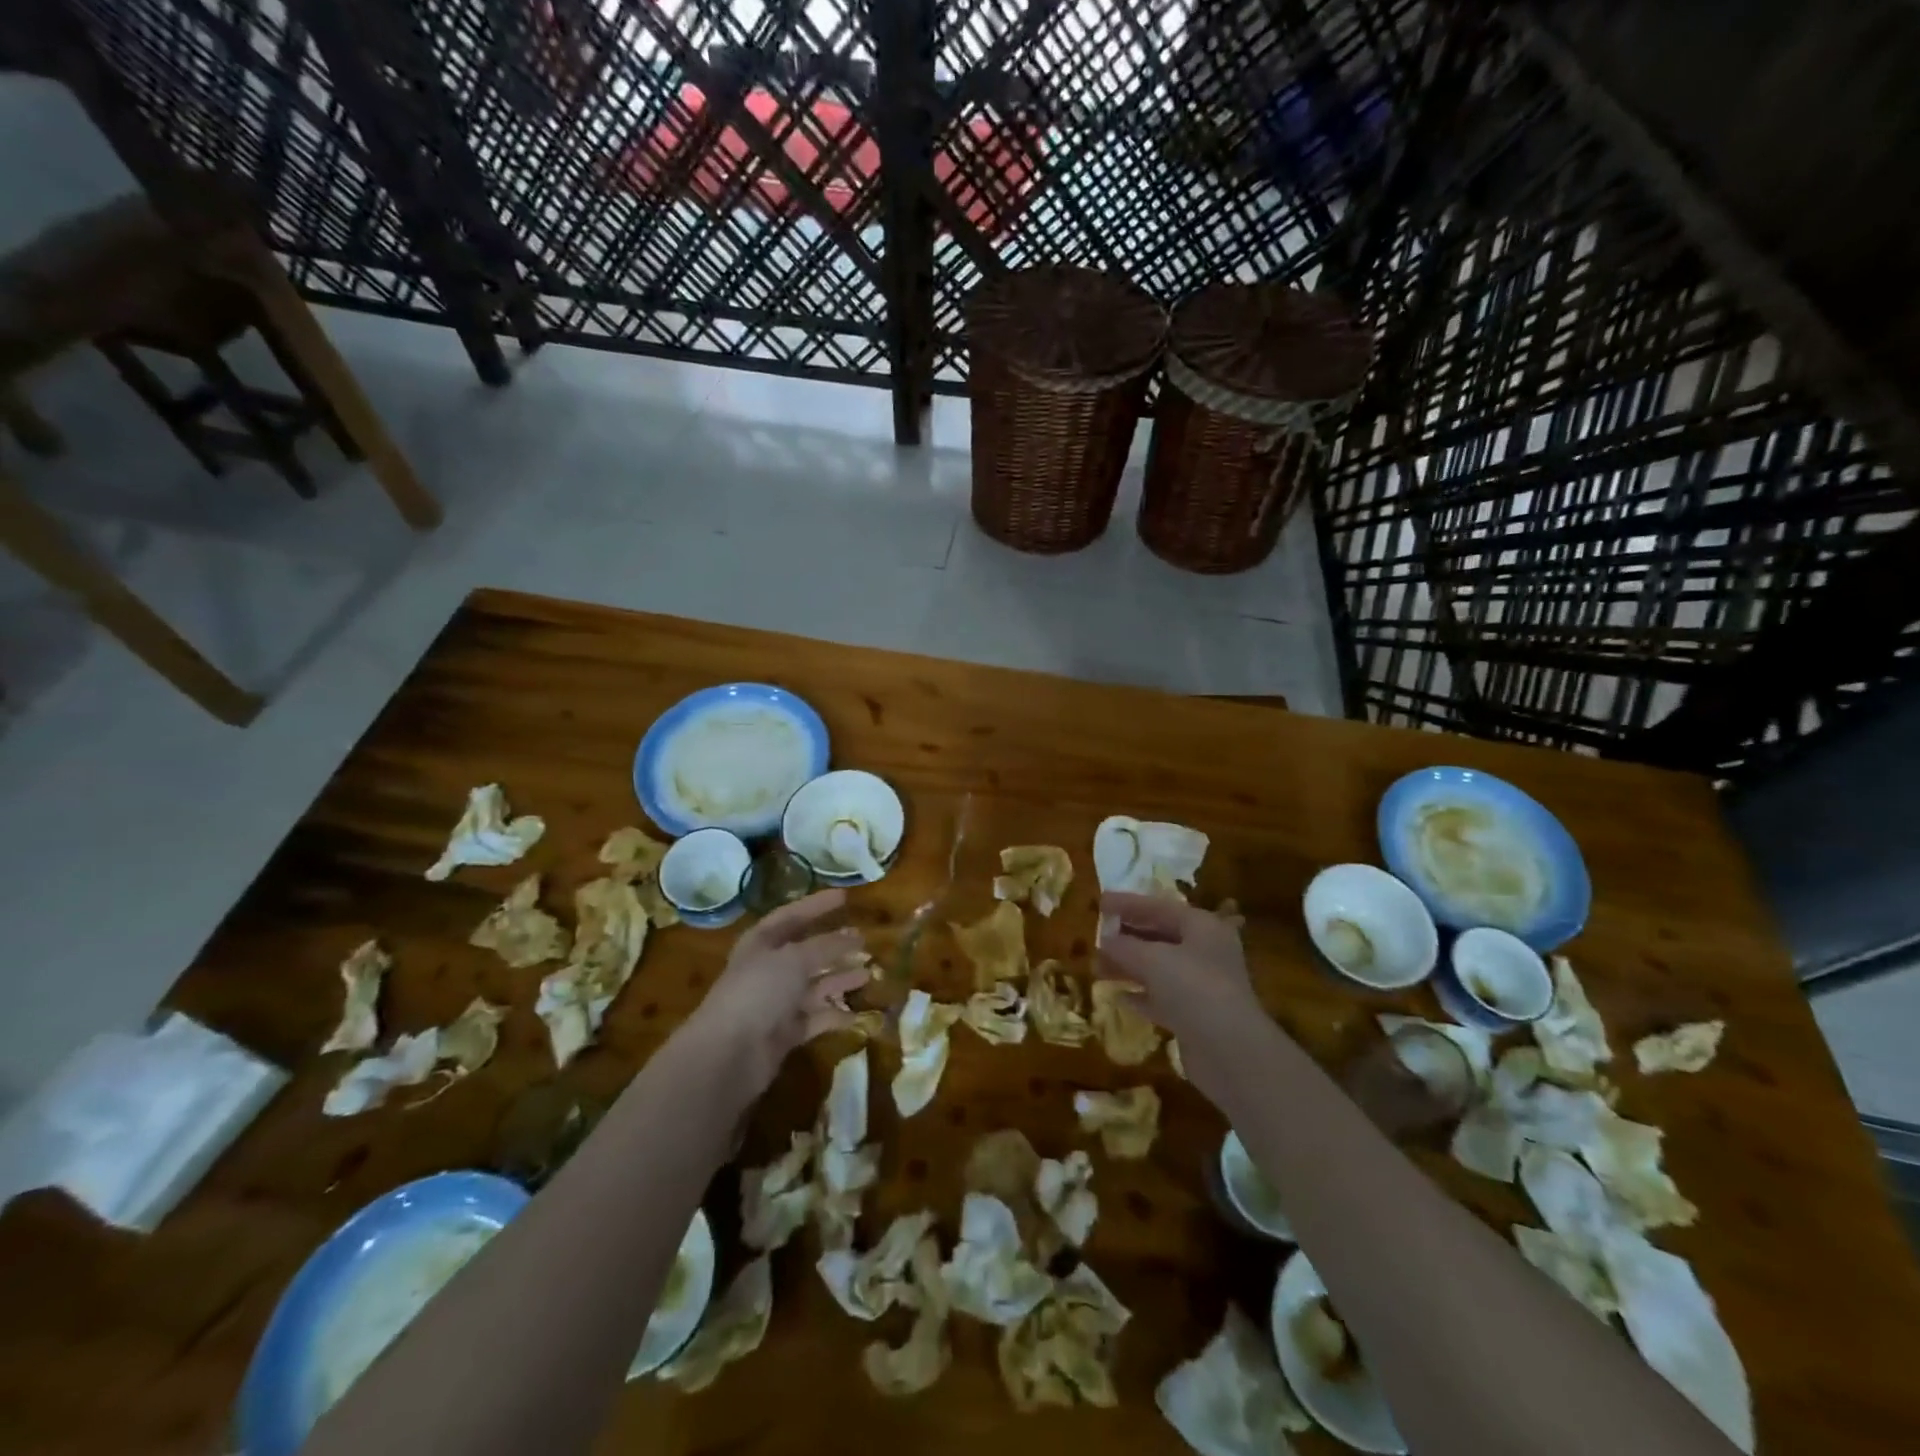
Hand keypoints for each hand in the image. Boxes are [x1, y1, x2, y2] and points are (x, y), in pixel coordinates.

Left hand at [687, 890, 868, 1091]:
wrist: (729, 1053)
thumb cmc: (759, 991)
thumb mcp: (794, 959)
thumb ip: (827, 946)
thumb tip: (855, 936)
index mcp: (761, 942)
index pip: (792, 915)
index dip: (817, 905)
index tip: (845, 896)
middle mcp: (768, 969)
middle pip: (807, 952)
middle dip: (835, 946)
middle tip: (864, 940)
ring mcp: (777, 1002)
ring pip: (815, 985)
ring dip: (840, 978)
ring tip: (869, 972)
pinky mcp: (786, 1032)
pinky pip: (817, 1017)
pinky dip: (836, 1014)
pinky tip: (859, 1012)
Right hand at [1095, 891, 1260, 1047]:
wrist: (1230, 1051)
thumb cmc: (1193, 988)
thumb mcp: (1152, 959)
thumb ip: (1124, 946)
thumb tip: (1105, 941)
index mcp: (1202, 927)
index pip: (1159, 907)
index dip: (1128, 904)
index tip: (1100, 902)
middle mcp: (1205, 951)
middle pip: (1160, 936)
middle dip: (1126, 937)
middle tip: (1096, 938)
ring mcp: (1202, 986)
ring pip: (1158, 968)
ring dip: (1128, 967)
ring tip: (1097, 969)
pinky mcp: (1195, 1017)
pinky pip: (1162, 998)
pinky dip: (1141, 995)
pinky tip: (1118, 997)